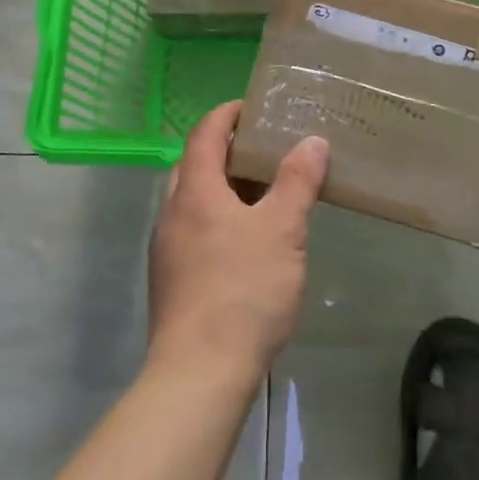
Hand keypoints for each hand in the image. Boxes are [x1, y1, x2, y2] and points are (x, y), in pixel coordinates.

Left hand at [147, 102, 329, 383]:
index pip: (204, 134)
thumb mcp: (282, 230)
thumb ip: (297, 182)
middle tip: (263, 150)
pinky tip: (246, 243)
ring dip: (222, 188)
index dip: (226, 115)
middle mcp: (172, 213)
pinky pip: (193, 231)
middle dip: (225, 151)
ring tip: (262, 194)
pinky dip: (218, 219)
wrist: (199, 373)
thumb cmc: (244, 290)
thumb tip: (312, 141)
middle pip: (194, 165)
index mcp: (195, 192)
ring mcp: (166, 249)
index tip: (252, 107)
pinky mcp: (171, 281)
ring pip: (192, 201)